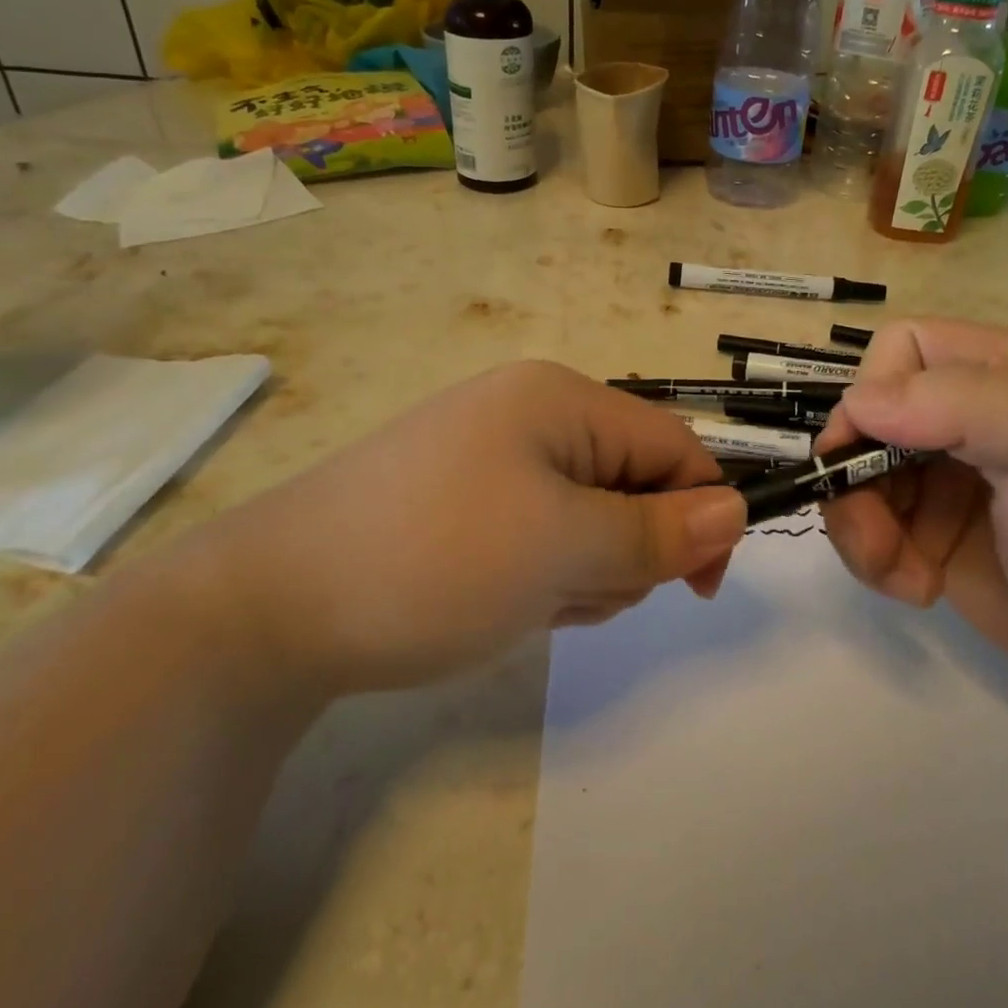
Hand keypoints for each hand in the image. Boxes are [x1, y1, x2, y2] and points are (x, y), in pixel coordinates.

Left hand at [170, 361, 746, 695]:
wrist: (269, 607)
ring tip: (529, 600)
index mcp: (561, 400)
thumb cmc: (435, 559)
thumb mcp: (564, 548)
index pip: (672, 445)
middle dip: (626, 548)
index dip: (702, 511)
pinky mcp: (465, 501)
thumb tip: (738, 509)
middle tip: (577, 592)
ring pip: (591, 517)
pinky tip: (501, 600)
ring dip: (583, 569)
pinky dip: (542, 574)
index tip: (697, 587)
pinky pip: (542, 534)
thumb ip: (659, 531)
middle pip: (633, 482)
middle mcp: (531, 414)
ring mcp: (494, 458)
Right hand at [819, 320, 1007, 702]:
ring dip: (861, 525)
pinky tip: (918, 588)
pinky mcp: (935, 533)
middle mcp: (972, 417)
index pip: (907, 347)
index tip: (868, 453)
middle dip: (856, 476)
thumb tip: (856, 404)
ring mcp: (950, 477)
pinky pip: (871, 524)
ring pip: (859, 474)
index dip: (874, 392)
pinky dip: (875, 557)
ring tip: (902, 576)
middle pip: (870, 417)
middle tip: (877, 539)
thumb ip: (959, 403)